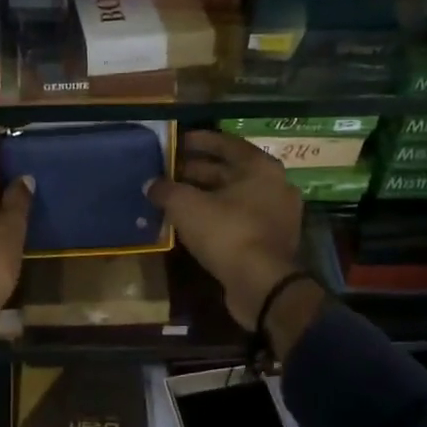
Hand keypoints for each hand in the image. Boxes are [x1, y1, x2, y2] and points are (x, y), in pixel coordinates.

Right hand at [147, 130, 314, 331]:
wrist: (261, 285)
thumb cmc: (226, 232)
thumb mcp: (186, 206)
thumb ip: (166, 189)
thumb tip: (150, 184)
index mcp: (260, 167)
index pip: (226, 144)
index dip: (198, 141)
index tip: (175, 142)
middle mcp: (274, 185)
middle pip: (229, 171)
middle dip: (196, 171)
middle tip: (167, 172)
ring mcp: (276, 215)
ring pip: (233, 197)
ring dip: (204, 196)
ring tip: (173, 197)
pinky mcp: (271, 241)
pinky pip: (238, 219)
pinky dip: (215, 217)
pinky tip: (191, 223)